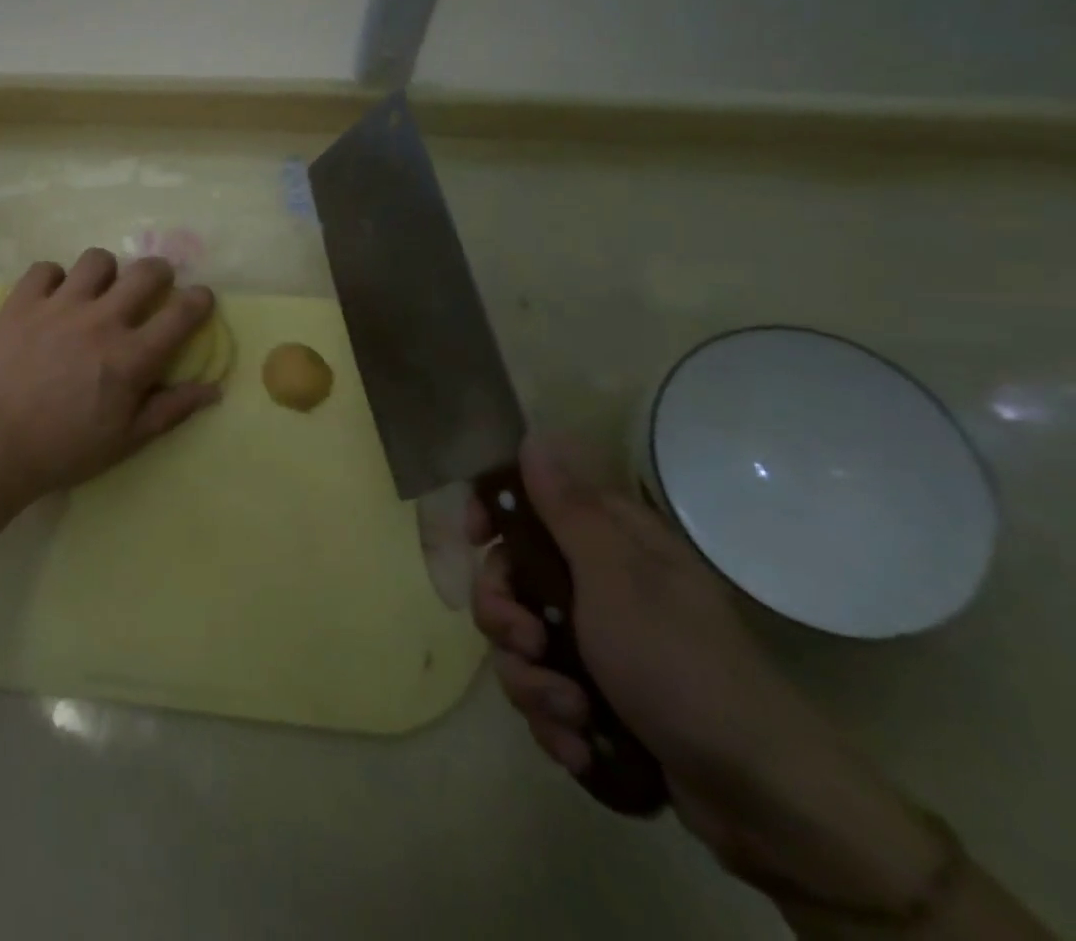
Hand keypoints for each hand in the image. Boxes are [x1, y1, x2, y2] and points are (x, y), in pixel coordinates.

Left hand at [0, 250, 218, 502]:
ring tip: (96, 292)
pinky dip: (53, 280)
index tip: (199, 298)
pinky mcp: (21, 302)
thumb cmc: (66, 449)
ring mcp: (59, 306)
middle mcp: (101, 321)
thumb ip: (171, 410)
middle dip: (159, 273)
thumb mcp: (127, 440)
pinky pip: (45, 268)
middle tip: (151, 287)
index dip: (200, 299)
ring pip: (96, 260)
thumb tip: (213, 389)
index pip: (182, 313)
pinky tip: (51, 300)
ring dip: (105, 273)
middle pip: (146, 271)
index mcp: (131, 357)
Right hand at [469, 437, 947, 913]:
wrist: (762, 800)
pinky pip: (542, 695)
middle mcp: (599, 587)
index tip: (473, 538)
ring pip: (520, 643)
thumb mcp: (615, 578)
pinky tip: (580, 745)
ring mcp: (598, 646)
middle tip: (528, 643)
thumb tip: (534, 436)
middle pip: (509, 579)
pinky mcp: (599, 700)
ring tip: (571, 712)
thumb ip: (566, 509)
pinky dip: (554, 722)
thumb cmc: (681, 666)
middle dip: (504, 617)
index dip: (491, 514)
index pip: (529, 503)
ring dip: (531, 682)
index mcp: (609, 544)